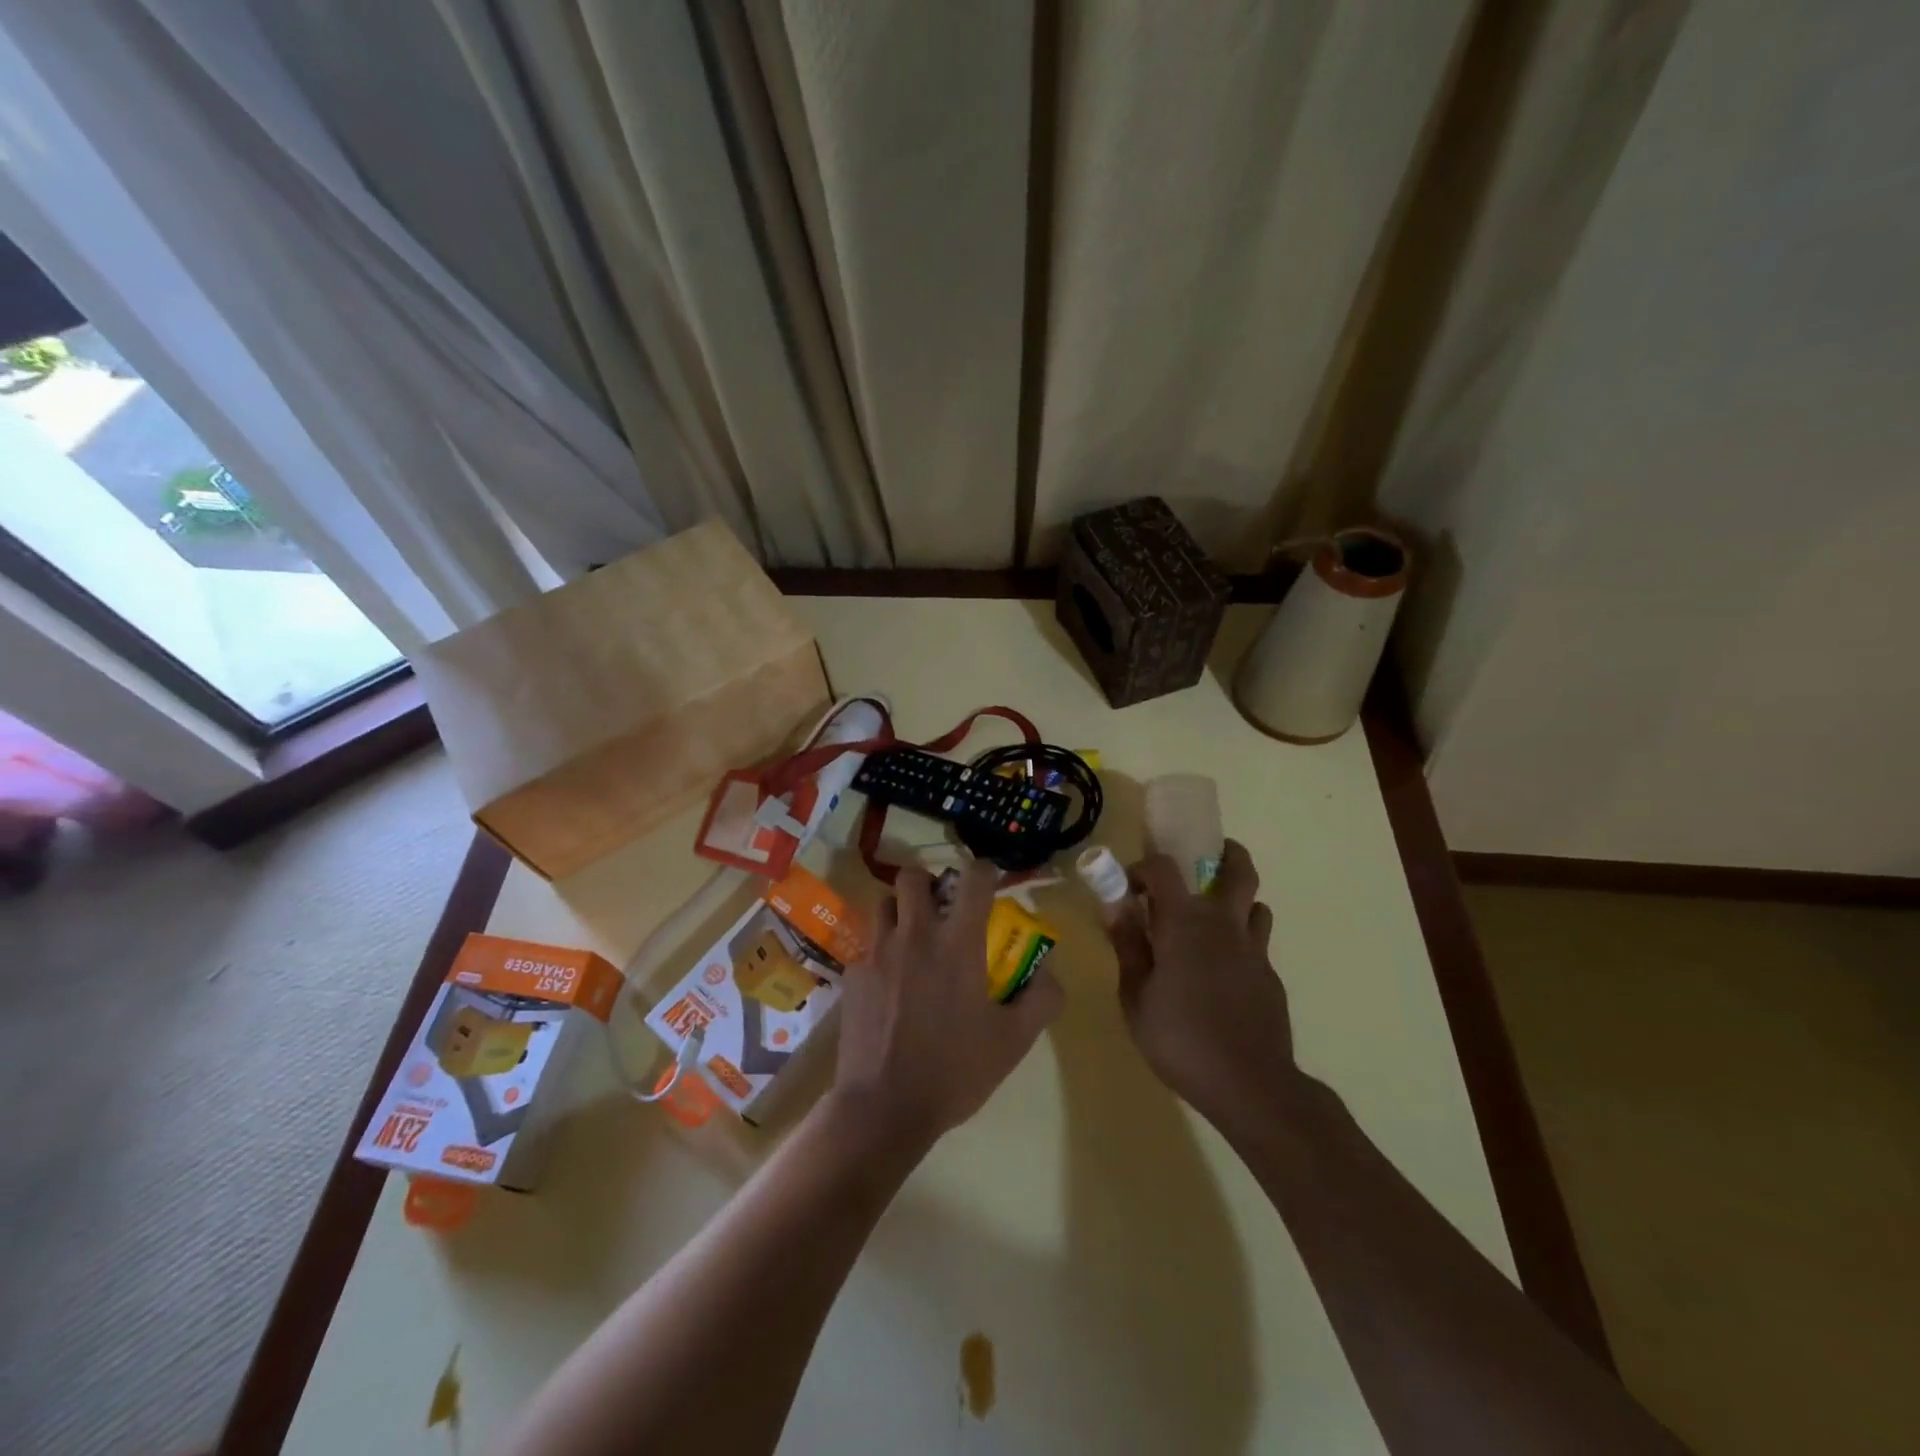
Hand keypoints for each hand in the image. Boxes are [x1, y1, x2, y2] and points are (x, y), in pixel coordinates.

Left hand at [832, 862, 1063, 1152]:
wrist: (884, 1107)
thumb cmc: (955, 1071)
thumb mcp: (1014, 1041)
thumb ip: (1041, 998)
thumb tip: (1050, 970)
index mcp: (957, 943)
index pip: (973, 878)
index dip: (985, 871)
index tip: (990, 883)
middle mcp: (914, 934)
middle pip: (913, 876)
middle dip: (930, 883)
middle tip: (942, 909)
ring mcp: (877, 952)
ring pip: (883, 903)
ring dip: (901, 910)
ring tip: (913, 938)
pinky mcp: (853, 974)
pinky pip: (867, 945)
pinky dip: (882, 951)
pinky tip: (890, 983)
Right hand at [1106, 840, 1293, 1126]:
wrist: (1250, 1084)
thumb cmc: (1180, 1039)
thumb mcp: (1135, 997)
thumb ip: (1128, 947)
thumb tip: (1115, 909)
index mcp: (1184, 922)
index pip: (1163, 868)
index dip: (1141, 868)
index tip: (1128, 889)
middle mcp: (1224, 923)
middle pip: (1238, 869)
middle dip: (1224, 854)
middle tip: (1204, 860)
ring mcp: (1254, 950)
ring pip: (1255, 904)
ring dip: (1235, 901)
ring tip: (1212, 920)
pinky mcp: (1270, 976)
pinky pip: (1258, 943)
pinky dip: (1241, 941)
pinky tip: (1223, 972)